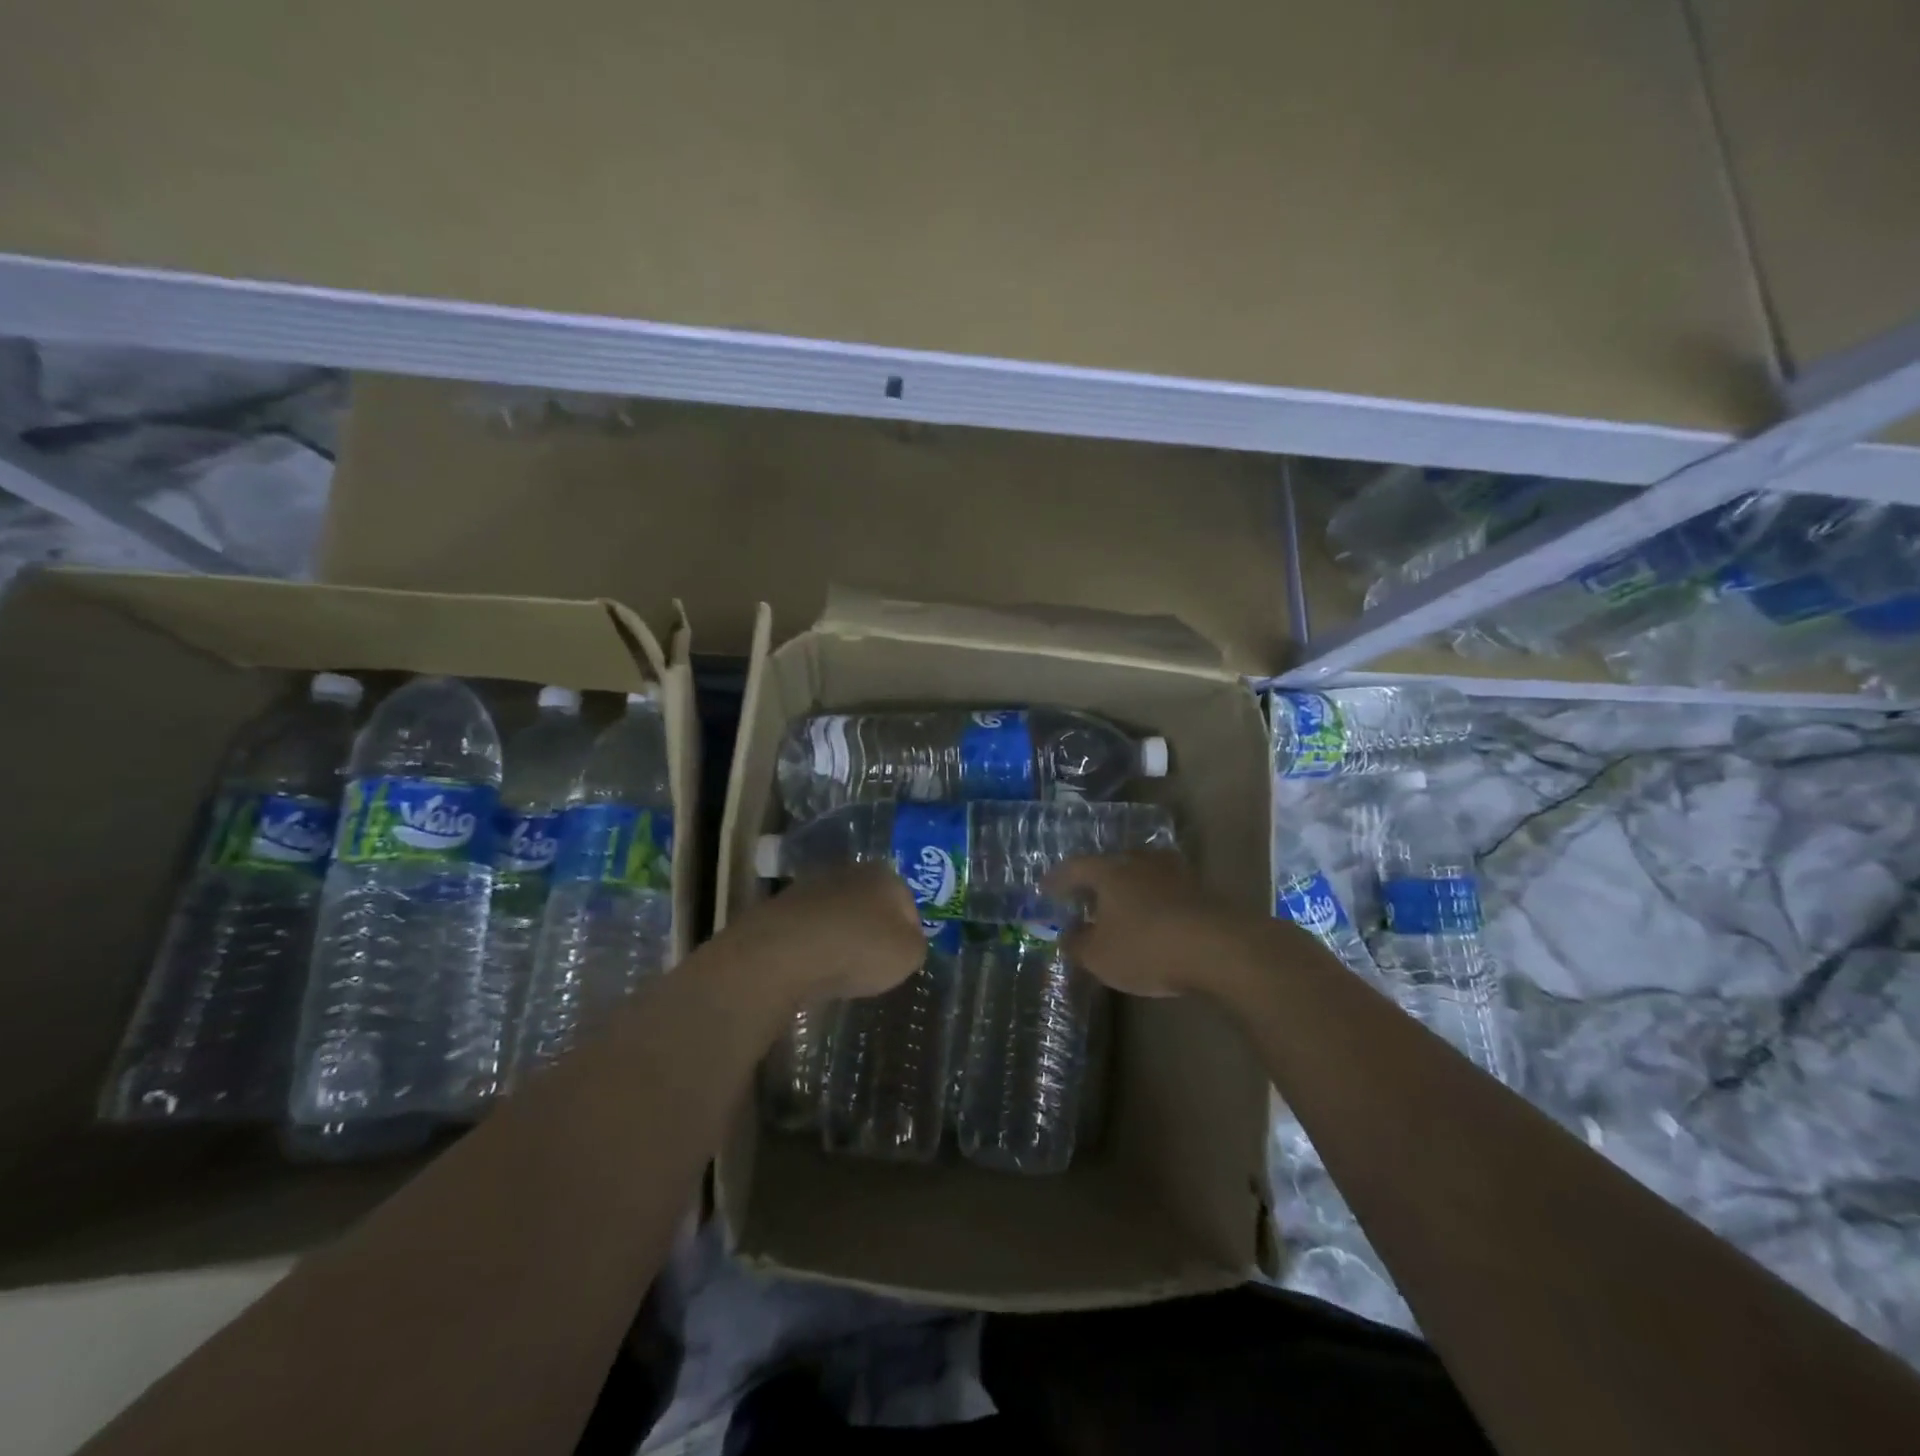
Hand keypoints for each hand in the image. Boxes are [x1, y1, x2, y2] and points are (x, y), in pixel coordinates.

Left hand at [722, 863, 925, 1003]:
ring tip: (841, 970)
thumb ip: (916, 945)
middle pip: (872, 905)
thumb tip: (907, 941)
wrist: (783, 952)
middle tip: (874, 964)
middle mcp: (850, 871)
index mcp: (885, 876)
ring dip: (842, 937)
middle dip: (874, 931)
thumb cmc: (858, 948)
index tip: (902, 959)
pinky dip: (815, 946)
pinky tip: (814, 968)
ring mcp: (812, 887)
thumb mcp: (908, 955)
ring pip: (839, 915)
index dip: (910, 934)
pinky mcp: (782, 908)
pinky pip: (811, 929)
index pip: (908, 904)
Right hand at [1044, 852, 1270, 997]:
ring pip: (1141, 874)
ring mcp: (1174, 872)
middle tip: (1085, 897)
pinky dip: (1153, 901)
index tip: (1046, 889)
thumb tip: (1067, 935)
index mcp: (1109, 871)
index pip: (1075, 867)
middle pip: (1111, 864)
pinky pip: (1165, 890)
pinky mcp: (1201, 889)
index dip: (1058, 879)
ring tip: (1120, 908)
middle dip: (1096, 881)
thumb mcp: (1100, 956)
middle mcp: (1139, 862)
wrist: (1220, 948)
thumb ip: (1077, 944)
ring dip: (1128, 889)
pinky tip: (1153, 919)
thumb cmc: (1147, 947)